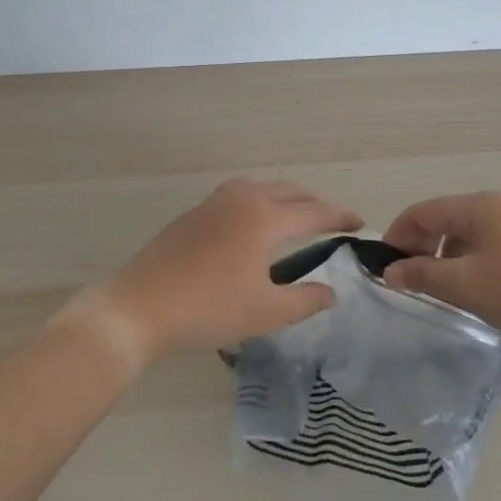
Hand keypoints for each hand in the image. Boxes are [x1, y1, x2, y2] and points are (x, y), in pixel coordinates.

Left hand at [57, 178, 362, 368]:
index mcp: (265, 217)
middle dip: (315, 203)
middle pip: (290, 191)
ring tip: (297, 216)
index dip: (340, 217)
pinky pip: (239, 194)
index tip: (360, 224)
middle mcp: (243, 198)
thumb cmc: (209, 309)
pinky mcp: (194, 212)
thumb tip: (331, 291)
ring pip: (262, 187)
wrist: (139, 307)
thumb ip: (306, 300)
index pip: (315, 211)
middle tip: (333, 221)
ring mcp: (214, 202)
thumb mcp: (266, 312)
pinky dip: (260, 200)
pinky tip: (254, 223)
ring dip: (286, 197)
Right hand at [381, 192, 500, 348]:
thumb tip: (389, 272)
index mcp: (477, 206)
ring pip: (464, 233)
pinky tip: (472, 288)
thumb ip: (422, 276)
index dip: (397, 237)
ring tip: (439, 290)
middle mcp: (496, 204)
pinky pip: (486, 243)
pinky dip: (468, 260)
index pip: (421, 212)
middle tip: (409, 282)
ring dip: (444, 257)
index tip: (384, 269)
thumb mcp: (467, 287)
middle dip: (419, 247)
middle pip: (442, 219)